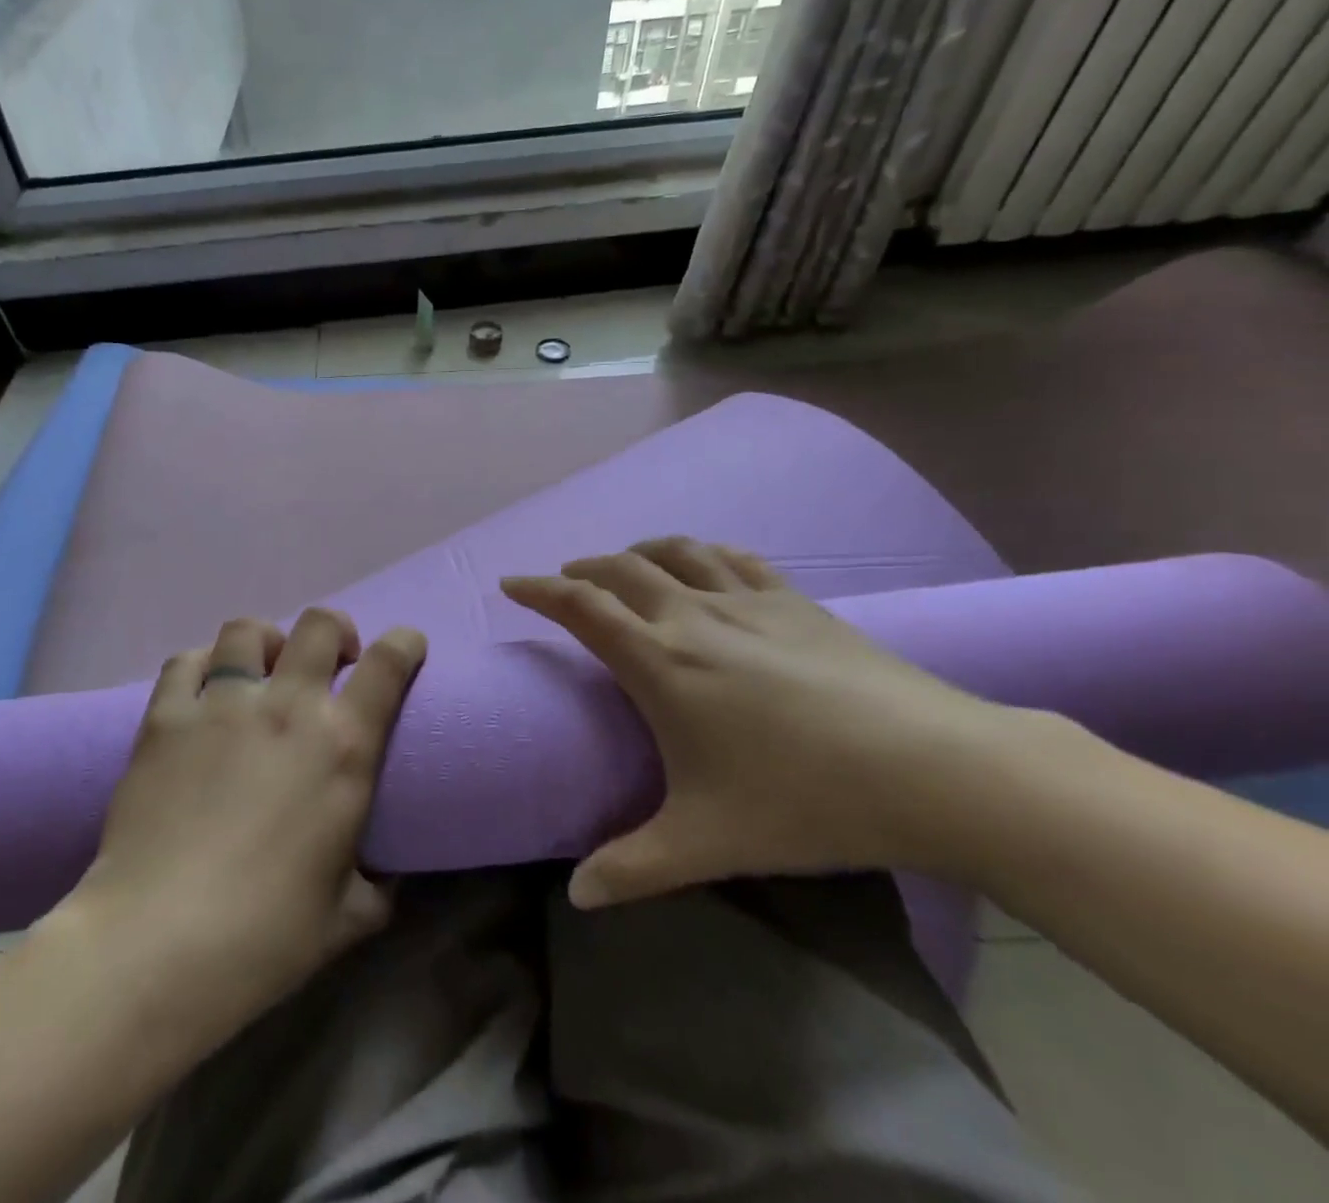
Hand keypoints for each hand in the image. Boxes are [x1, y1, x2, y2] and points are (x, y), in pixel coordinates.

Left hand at [67, 608, 425, 1033]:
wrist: (160, 944)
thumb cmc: (268, 935)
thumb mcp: (349, 917)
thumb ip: (377, 884)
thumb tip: (384, 874)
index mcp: (343, 745)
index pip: (388, 662)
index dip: (404, 643)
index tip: (406, 648)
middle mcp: (287, 706)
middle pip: (319, 625)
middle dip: (335, 632)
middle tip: (331, 662)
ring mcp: (221, 705)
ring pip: (247, 630)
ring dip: (266, 642)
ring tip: (262, 670)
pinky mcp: (165, 718)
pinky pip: (185, 662)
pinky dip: (201, 664)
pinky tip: (202, 690)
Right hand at [503, 537, 1031, 907]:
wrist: (936, 769)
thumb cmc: (805, 801)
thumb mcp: (707, 843)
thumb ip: (633, 868)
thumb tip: (578, 896)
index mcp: (660, 662)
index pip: (581, 607)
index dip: (538, 590)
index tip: (510, 583)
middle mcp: (694, 616)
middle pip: (621, 568)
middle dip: (582, 568)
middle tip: (564, 581)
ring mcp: (748, 602)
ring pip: (676, 551)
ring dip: (638, 551)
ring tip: (625, 565)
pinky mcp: (797, 601)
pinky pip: (735, 559)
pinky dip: (703, 553)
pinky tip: (706, 564)